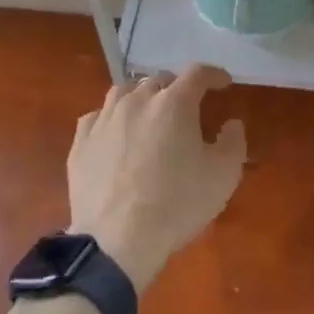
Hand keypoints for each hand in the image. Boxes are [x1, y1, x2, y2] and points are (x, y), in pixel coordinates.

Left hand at [67, 66, 247, 291]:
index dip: (213, 75)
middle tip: (187, 107)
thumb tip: (231, 123)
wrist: (117, 239)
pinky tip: (115, 133)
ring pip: (124, 91)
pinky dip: (111, 119)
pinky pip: (97, 117)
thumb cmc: (177, 204)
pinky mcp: (81, 142)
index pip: (197, 74)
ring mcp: (104, 119)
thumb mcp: (223, 176)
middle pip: (159, 80)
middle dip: (176, 88)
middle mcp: (136, 101)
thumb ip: (233, 142)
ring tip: (149, 113)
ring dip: (141, 96)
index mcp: (174, 103)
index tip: (223, 82)